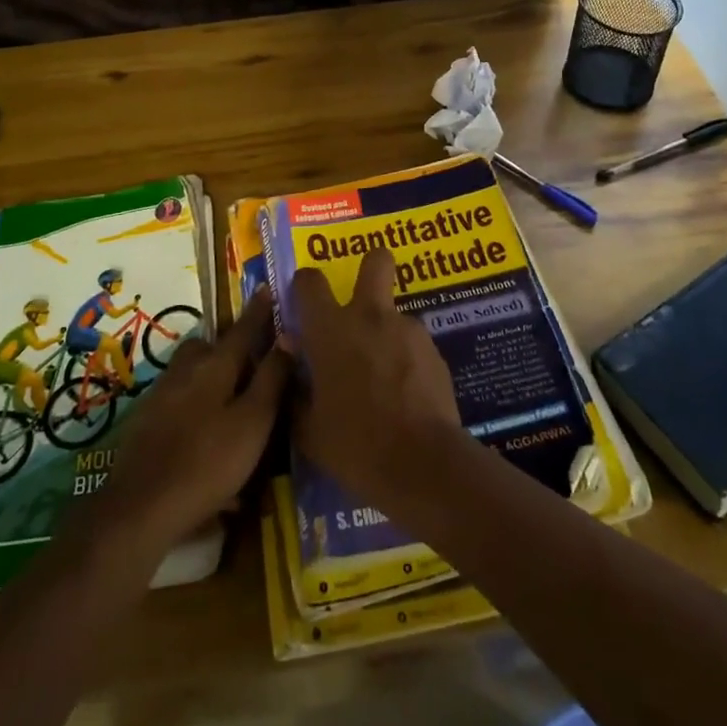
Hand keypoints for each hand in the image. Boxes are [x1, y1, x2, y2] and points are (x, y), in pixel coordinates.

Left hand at [101, 288, 290, 550]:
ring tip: (228, 395)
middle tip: (250, 355)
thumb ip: (271, 379)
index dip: (258, 311)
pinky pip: (177, 397)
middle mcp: (185, 370)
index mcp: (215, 365)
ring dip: (209, 373)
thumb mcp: (253, 423)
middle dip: (229, 344)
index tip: (268, 288)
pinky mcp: (145, 421)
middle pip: (209, 346)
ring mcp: (160, 395)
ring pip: (190, 370)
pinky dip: (193, 401)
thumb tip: (288, 335)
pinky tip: (201, 428)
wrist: (140, 508)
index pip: (243, 329)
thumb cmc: (207, 462)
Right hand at [288, 248, 465, 514]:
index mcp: (331, 330)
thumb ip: (296, 392)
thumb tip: (291, 370)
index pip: (310, 282)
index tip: (303, 303)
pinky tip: (406, 396)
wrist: (424, 464)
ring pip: (394, 314)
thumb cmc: (356, 446)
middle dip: (370, 267)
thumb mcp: (309, 430)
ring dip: (386, 334)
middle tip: (360, 301)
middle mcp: (370, 316)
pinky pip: (413, 345)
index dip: (303, 285)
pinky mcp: (435, 351)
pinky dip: (406, 360)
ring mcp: (408, 330)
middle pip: (376, 261)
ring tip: (383, 378)